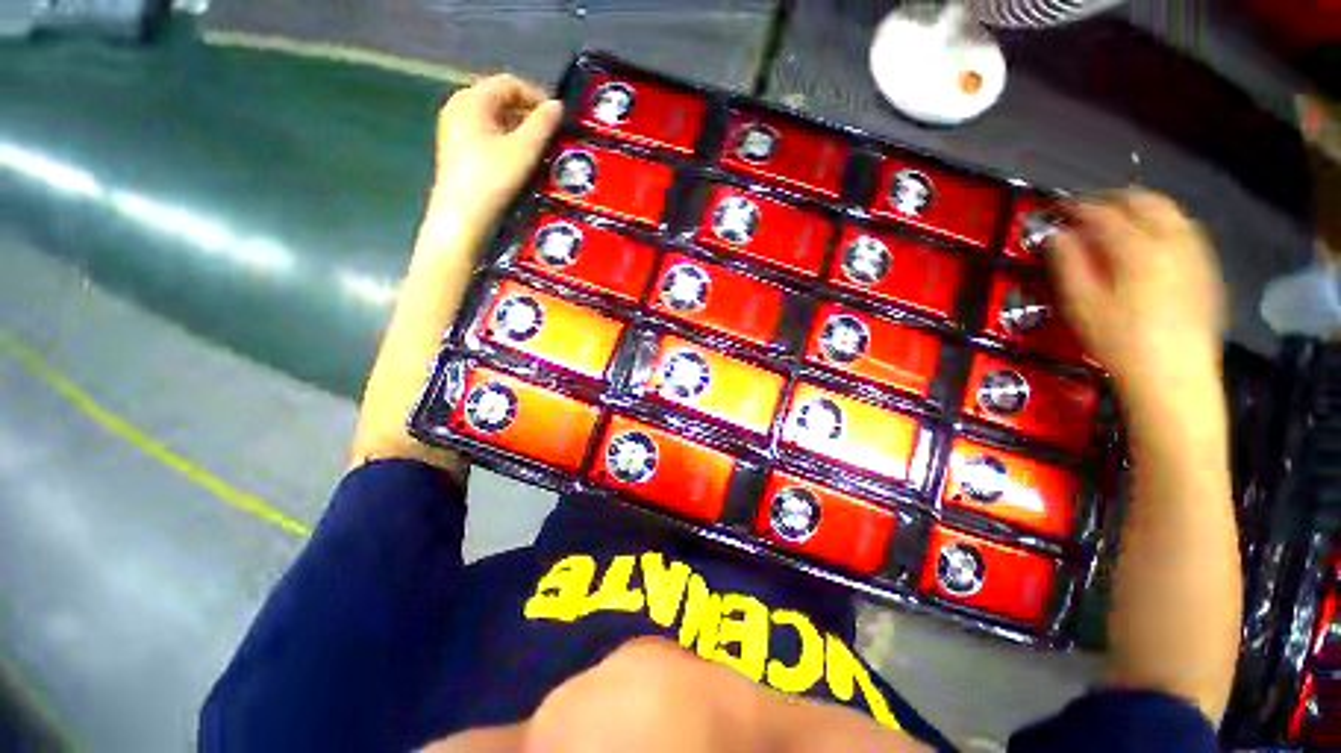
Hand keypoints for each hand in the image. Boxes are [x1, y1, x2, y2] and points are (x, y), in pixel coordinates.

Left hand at [427, 74, 563, 224]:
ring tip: (538, 150)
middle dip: (528, 114)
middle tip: (550, 136)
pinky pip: (486, 133)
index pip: (509, 83)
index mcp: (472, 99)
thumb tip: (558, 106)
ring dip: (519, 129)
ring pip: (494, 118)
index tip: (556, 120)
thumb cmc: (493, 179)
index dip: (536, 97)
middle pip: (500, 99)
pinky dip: (505, 140)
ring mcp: (454, 128)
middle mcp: (459, 106)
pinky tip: (519, 160)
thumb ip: (543, 124)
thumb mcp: (524, 150)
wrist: (462, 216)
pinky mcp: (456, 148)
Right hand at [1047, 190, 1225, 403]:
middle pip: (1144, 200)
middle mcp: (1171, 240)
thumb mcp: (1081, 305)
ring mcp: (1195, 252)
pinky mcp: (1206, 268)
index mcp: (1137, 248)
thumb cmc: (1119, 341)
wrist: (1174, 375)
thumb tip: (1057, 236)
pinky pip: (1186, 230)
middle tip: (1089, 210)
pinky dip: (1163, 224)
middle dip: (1113, 199)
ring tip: (1119, 221)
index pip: (1103, 213)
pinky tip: (1150, 242)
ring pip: (1170, 211)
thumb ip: (1068, 264)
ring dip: (1141, 208)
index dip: (1077, 208)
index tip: (1058, 210)